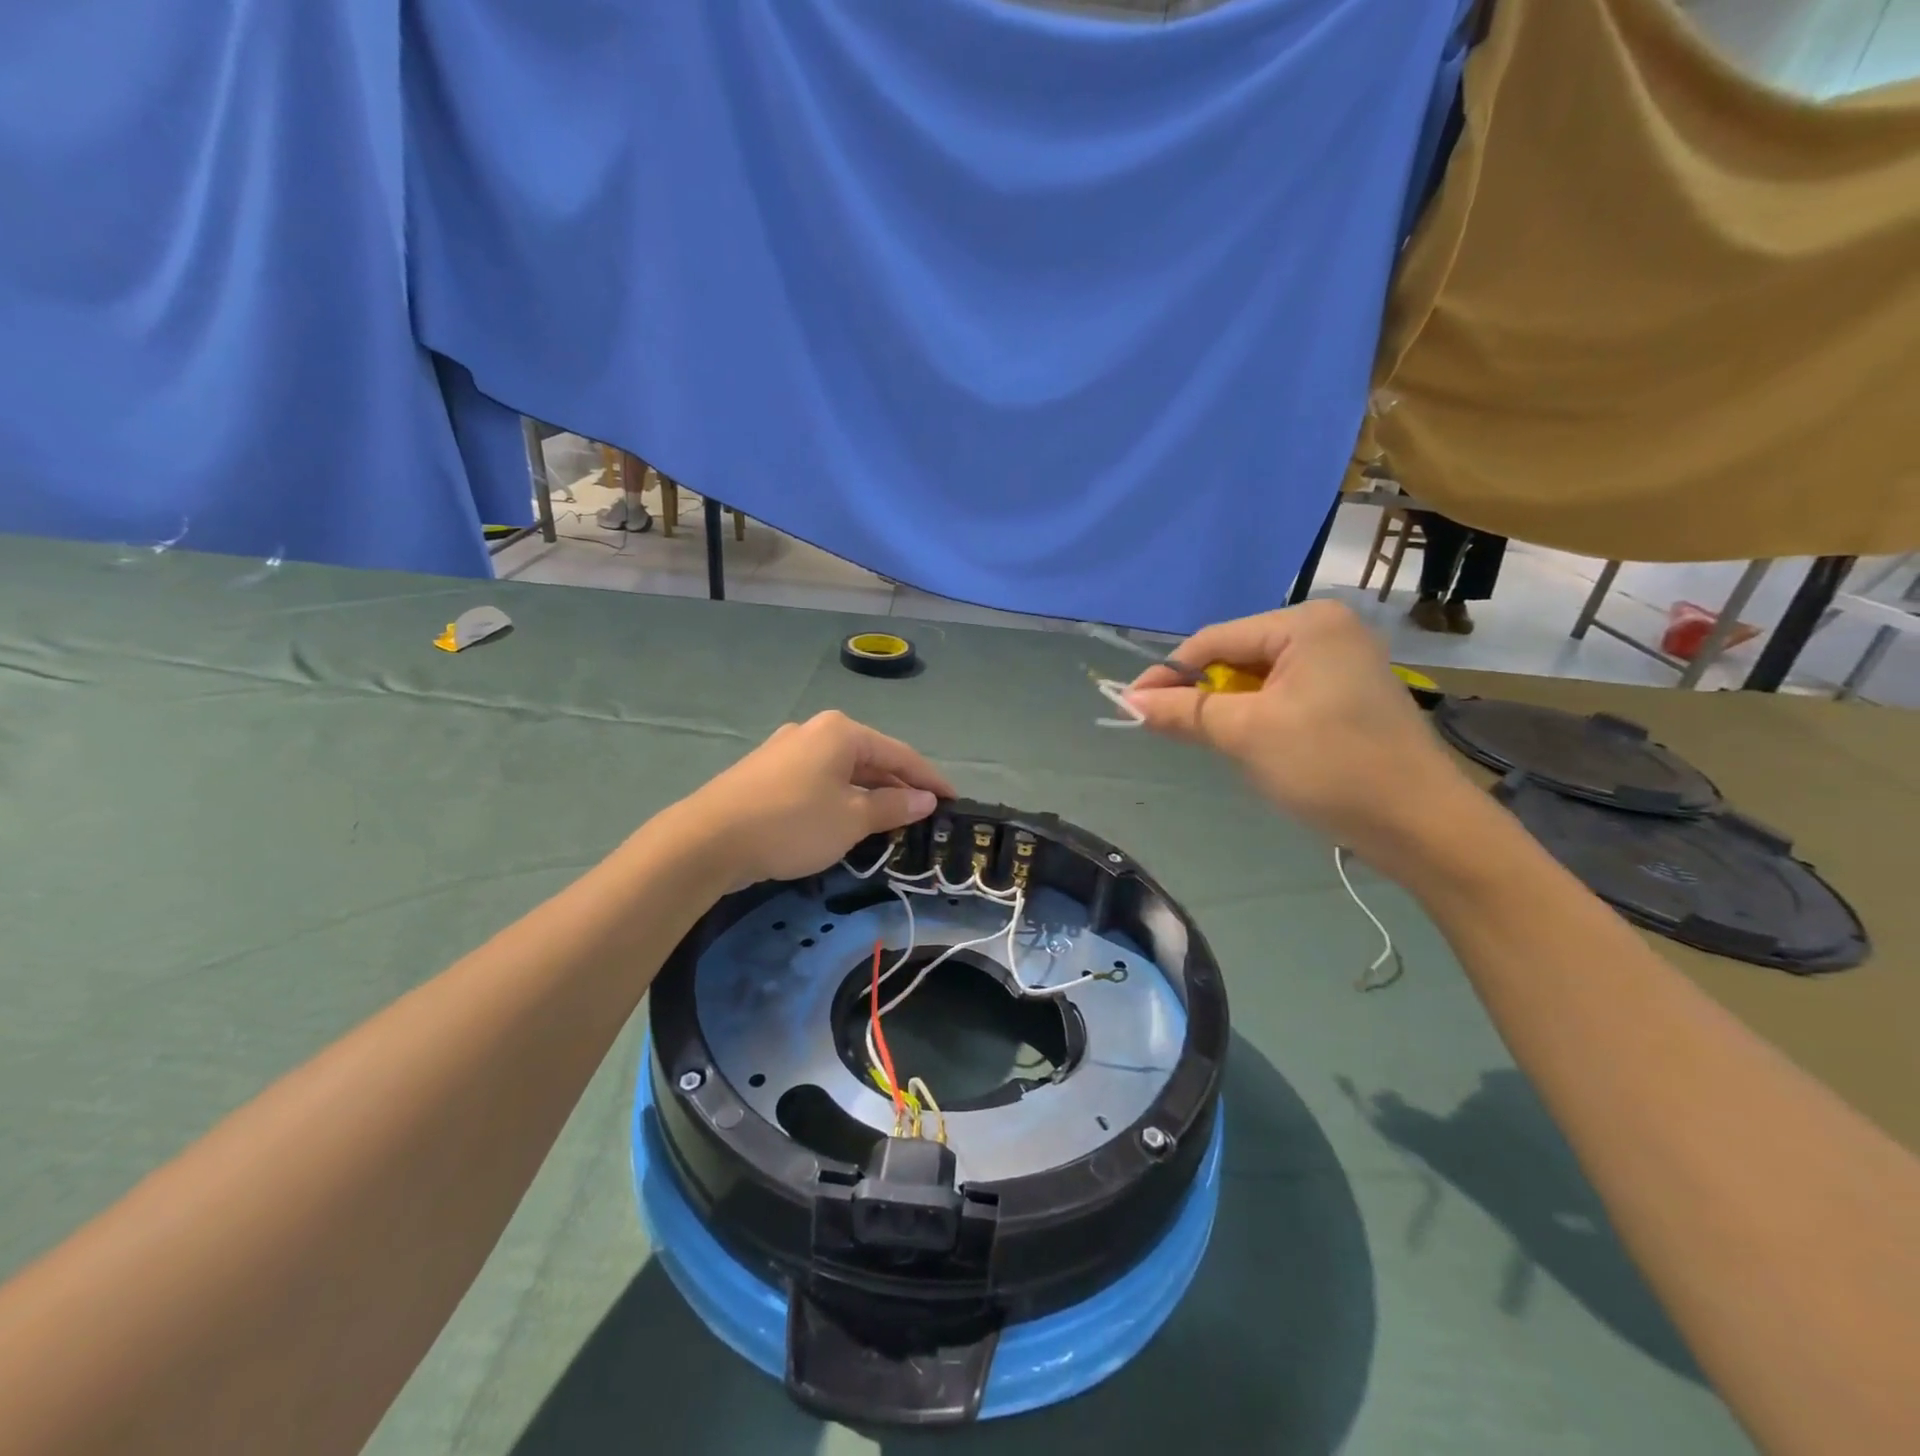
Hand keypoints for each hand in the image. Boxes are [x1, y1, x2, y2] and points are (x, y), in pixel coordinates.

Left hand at [677, 711, 954, 888]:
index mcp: (842, 732)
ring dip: (868, 795)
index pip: (900, 754)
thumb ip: (893, 806)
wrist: (708, 840)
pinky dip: (840, 798)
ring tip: (889, 822)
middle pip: (870, 758)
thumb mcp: (852, 819)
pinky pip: (818, 781)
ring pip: (842, 771)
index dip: (930, 780)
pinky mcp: (766, 771)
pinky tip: (844, 820)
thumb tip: (925, 799)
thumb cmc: (793, 823)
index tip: (954, 801)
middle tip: (923, 816)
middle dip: (898, 787)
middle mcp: (815, 730)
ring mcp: (786, 749)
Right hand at [1126, 601, 1476, 870]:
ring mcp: (1343, 661)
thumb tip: (1130, 700)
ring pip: (1259, 678)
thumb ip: (1185, 711)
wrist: (1421, 825)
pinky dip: (1257, 715)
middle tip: (1167, 727)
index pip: (1215, 640)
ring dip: (1227, 707)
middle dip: (1200, 692)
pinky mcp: (1350, 694)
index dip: (1168, 673)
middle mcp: (1328, 629)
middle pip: (1237, 655)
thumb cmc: (1330, 766)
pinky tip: (1250, 742)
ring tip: (1207, 738)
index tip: (1131, 705)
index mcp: (1307, 623)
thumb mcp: (1246, 734)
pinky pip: (1284, 694)